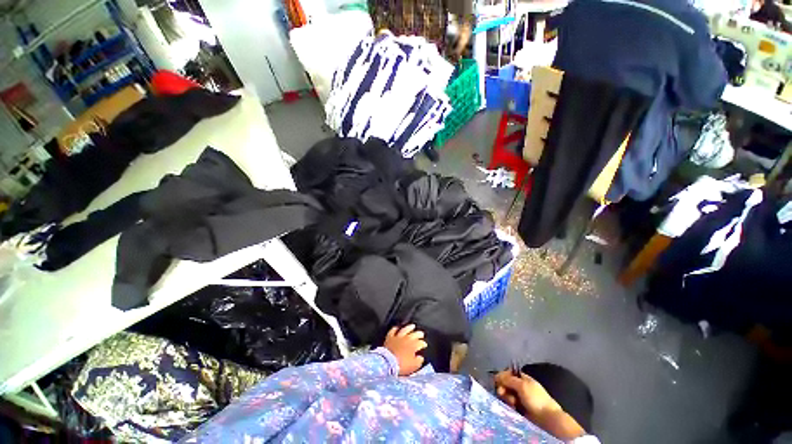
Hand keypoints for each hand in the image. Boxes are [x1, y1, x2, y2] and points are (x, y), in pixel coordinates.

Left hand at [384, 324, 426, 375]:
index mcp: (413, 346)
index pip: (420, 343)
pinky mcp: (390, 337)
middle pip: (414, 334)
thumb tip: (420, 357)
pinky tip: (397, 327)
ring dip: (409, 327)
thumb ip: (418, 361)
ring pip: (405, 329)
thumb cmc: (402, 365)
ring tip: (412, 326)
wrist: (388, 362)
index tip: (425, 345)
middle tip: (421, 333)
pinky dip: (395, 328)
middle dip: (419, 334)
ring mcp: (398, 337)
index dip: (423, 344)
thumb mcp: (413, 366)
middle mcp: (406, 339)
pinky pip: (393, 330)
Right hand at [494, 370, 561, 418]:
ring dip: (506, 398)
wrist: (547, 419)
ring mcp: (520, 398)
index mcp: (523, 379)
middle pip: (506, 384)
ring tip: (512, 403)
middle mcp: (520, 387)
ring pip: (507, 395)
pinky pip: (509, 404)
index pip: (508, 373)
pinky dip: (509, 405)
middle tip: (502, 393)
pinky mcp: (519, 409)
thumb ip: (508, 379)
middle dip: (503, 388)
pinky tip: (512, 408)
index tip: (498, 381)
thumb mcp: (522, 386)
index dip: (502, 376)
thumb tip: (496, 375)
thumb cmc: (536, 399)